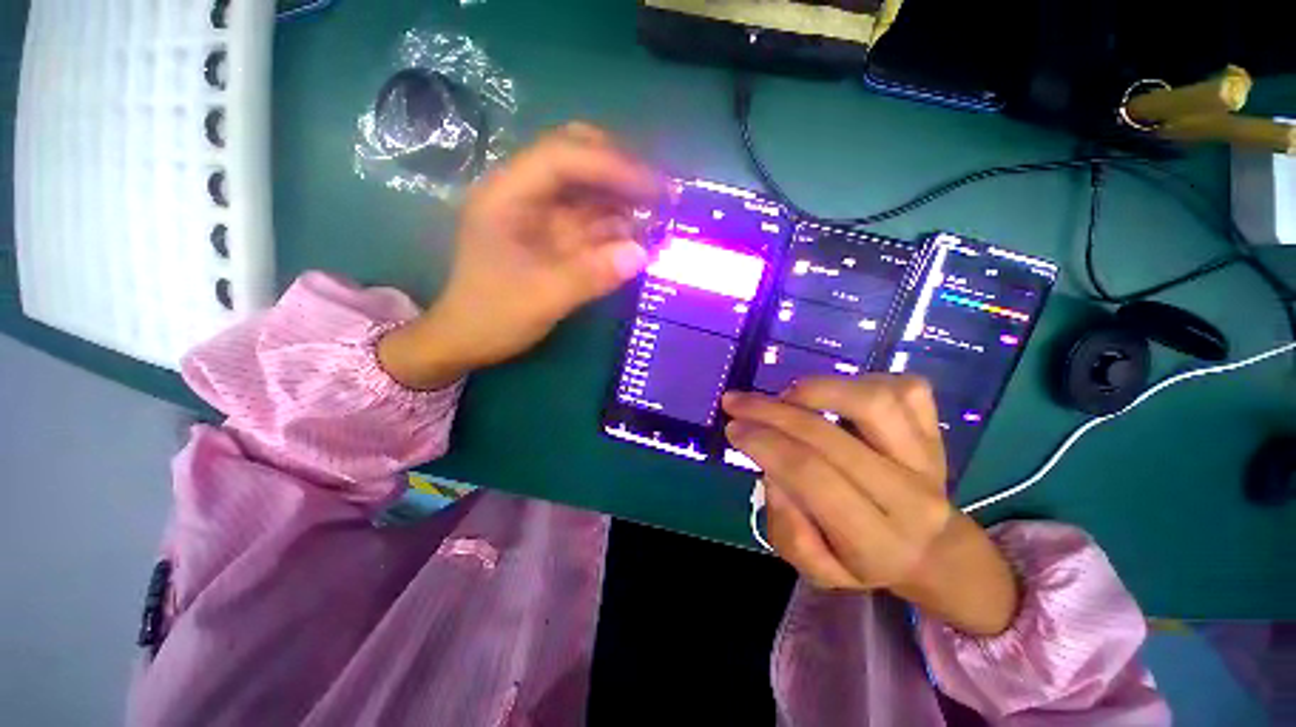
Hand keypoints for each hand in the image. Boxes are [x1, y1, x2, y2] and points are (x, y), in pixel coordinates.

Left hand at [379, 123, 660, 389]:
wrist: (467, 340)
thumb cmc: (492, 318)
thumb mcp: (541, 299)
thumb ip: (590, 276)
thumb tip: (642, 254)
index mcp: (507, 195)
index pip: (562, 157)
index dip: (611, 164)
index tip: (653, 186)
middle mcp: (524, 193)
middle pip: (576, 158)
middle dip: (621, 170)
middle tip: (661, 191)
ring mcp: (540, 213)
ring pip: (588, 188)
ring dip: (624, 196)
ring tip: (662, 211)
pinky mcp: (554, 234)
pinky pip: (592, 219)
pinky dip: (618, 224)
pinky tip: (641, 233)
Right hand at [722, 376, 1019, 635]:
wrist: (931, 550)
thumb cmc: (863, 558)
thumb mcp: (818, 569)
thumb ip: (788, 531)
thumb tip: (772, 474)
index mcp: (875, 540)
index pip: (811, 477)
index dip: (765, 444)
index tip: (733, 427)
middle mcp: (909, 496)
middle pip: (829, 436)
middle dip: (770, 412)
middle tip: (737, 402)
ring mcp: (929, 457)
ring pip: (872, 400)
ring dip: (816, 389)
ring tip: (786, 396)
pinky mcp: (936, 429)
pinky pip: (903, 388)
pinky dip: (861, 382)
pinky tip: (835, 397)